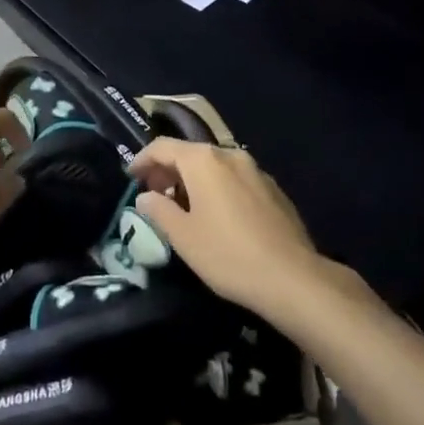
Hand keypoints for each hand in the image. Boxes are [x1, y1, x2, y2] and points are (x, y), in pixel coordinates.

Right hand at [128, 139, 325, 320]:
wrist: (293, 278)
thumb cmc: (228, 254)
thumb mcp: (183, 237)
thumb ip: (158, 211)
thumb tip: (145, 196)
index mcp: (204, 160)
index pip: (163, 147)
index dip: (142, 160)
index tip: (130, 177)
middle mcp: (229, 155)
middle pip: (190, 154)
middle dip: (168, 171)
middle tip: (154, 196)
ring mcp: (255, 170)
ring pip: (214, 167)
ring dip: (193, 181)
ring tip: (184, 209)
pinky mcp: (273, 189)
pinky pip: (235, 180)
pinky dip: (218, 189)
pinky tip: (218, 218)